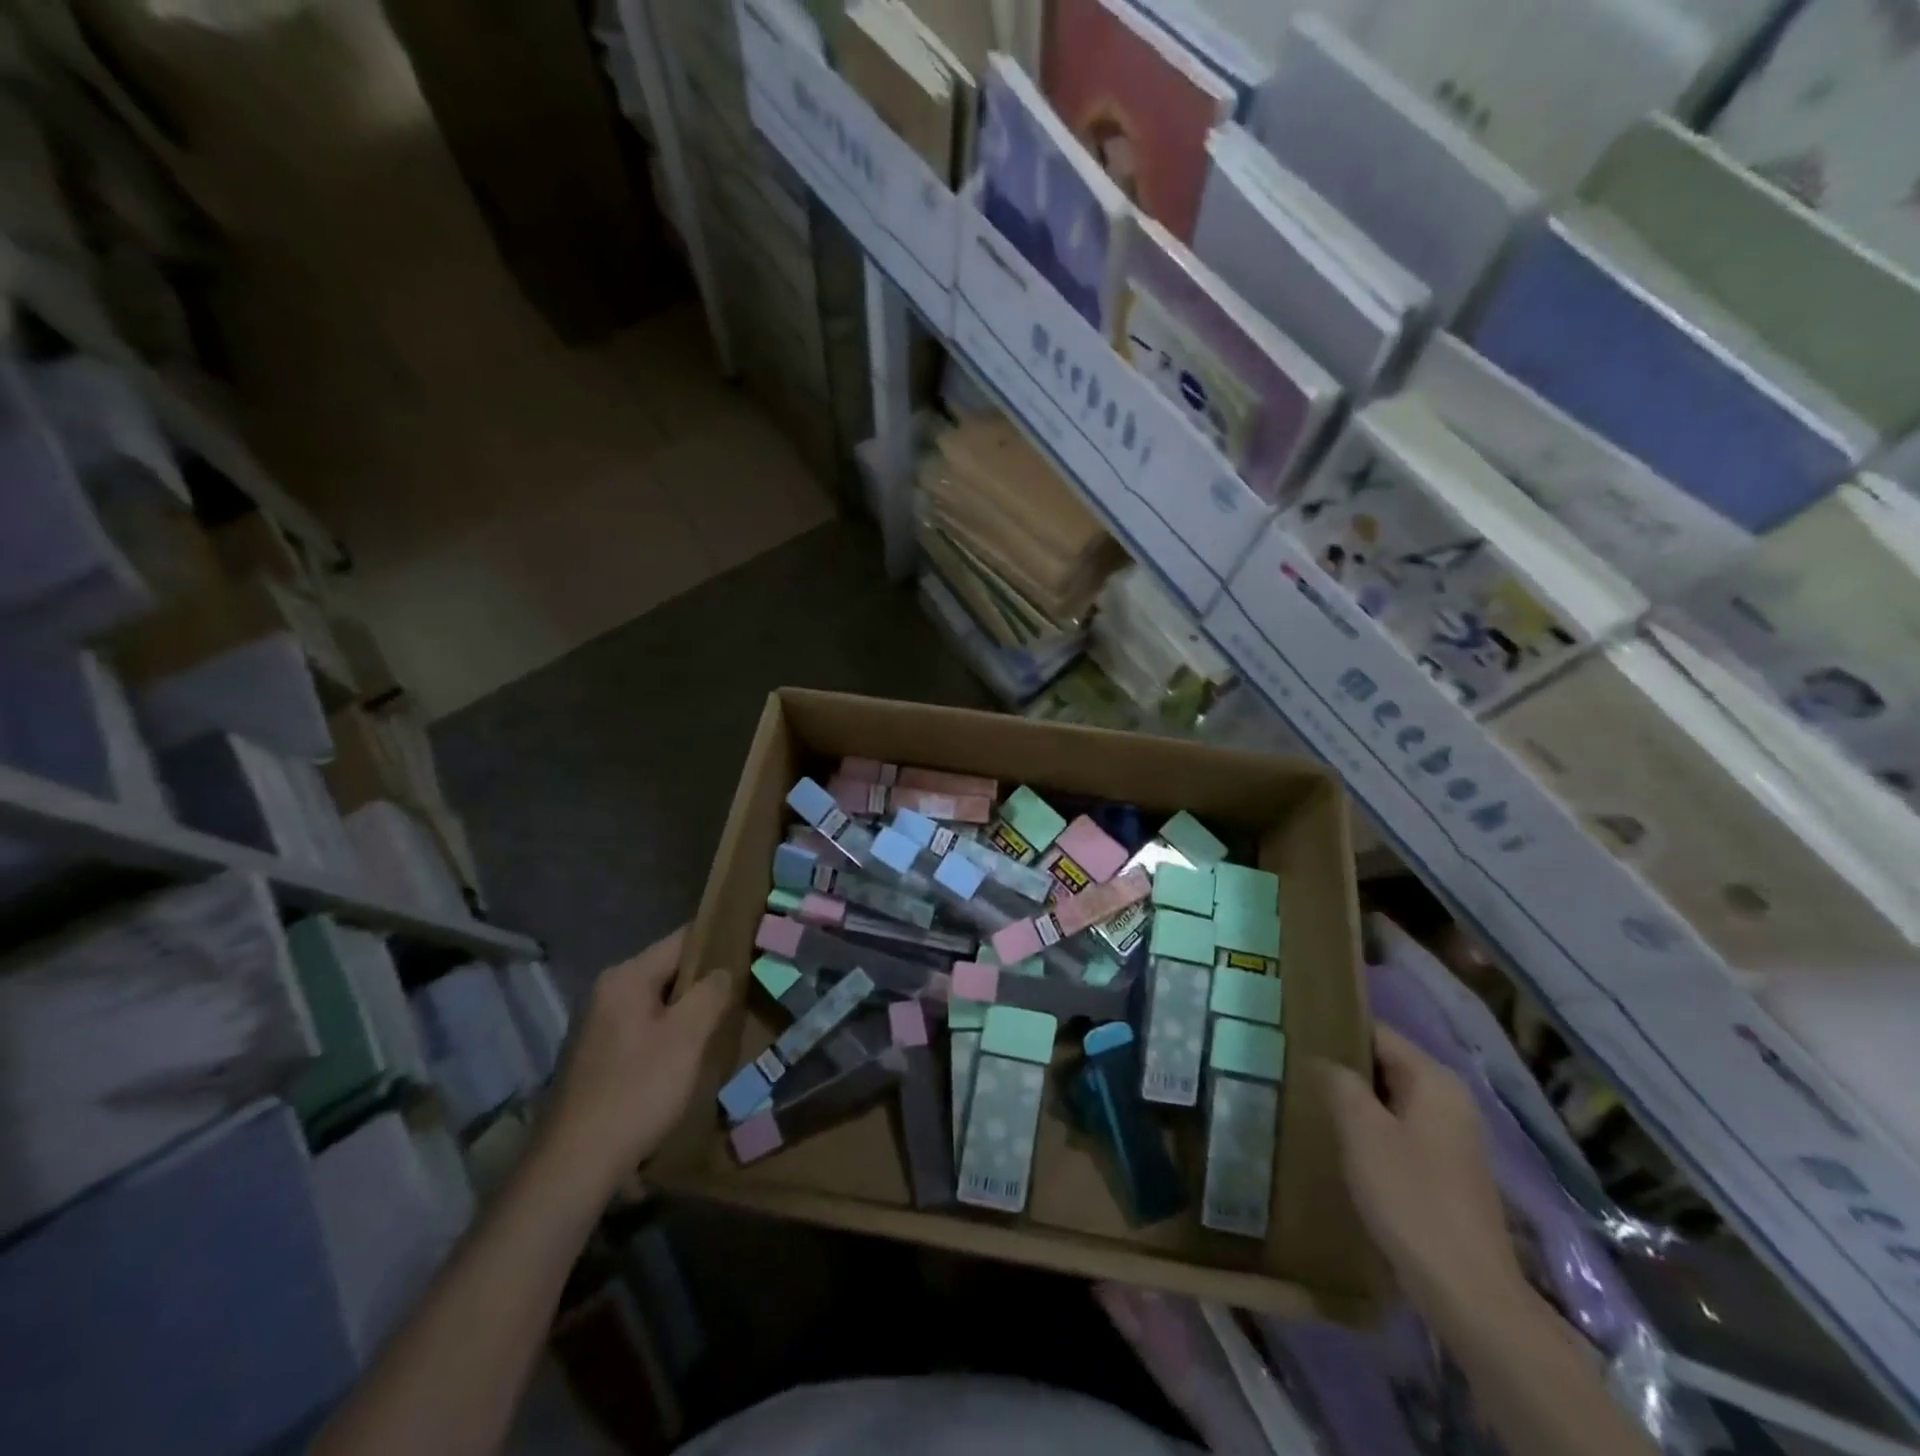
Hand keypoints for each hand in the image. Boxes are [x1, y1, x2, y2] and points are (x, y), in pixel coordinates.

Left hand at [538, 928, 731, 1190]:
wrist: (576, 1164)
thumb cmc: (638, 1090)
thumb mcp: (687, 1037)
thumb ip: (711, 992)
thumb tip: (724, 968)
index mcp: (626, 977)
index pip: (683, 940)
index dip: (720, 942)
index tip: (752, 950)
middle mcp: (607, 992)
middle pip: (670, 971)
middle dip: (706, 982)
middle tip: (745, 992)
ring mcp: (598, 1025)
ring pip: (658, 1003)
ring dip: (689, 1011)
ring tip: (724, 1023)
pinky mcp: (597, 1056)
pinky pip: (644, 1029)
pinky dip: (669, 1034)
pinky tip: (688, 1056)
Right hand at [1320, 1025, 1526, 1322]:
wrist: (1467, 1291)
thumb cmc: (1410, 1197)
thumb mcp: (1361, 1131)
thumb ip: (1339, 1083)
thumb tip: (1323, 1060)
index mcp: (1434, 1079)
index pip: (1376, 1032)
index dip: (1335, 1031)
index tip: (1294, 1037)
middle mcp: (1449, 1099)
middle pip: (1384, 1064)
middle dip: (1342, 1069)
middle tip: (1293, 1071)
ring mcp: (1452, 1136)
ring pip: (1390, 1099)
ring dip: (1354, 1101)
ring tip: (1308, 1103)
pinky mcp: (1447, 1169)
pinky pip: (1400, 1130)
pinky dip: (1371, 1130)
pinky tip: (1341, 1144)